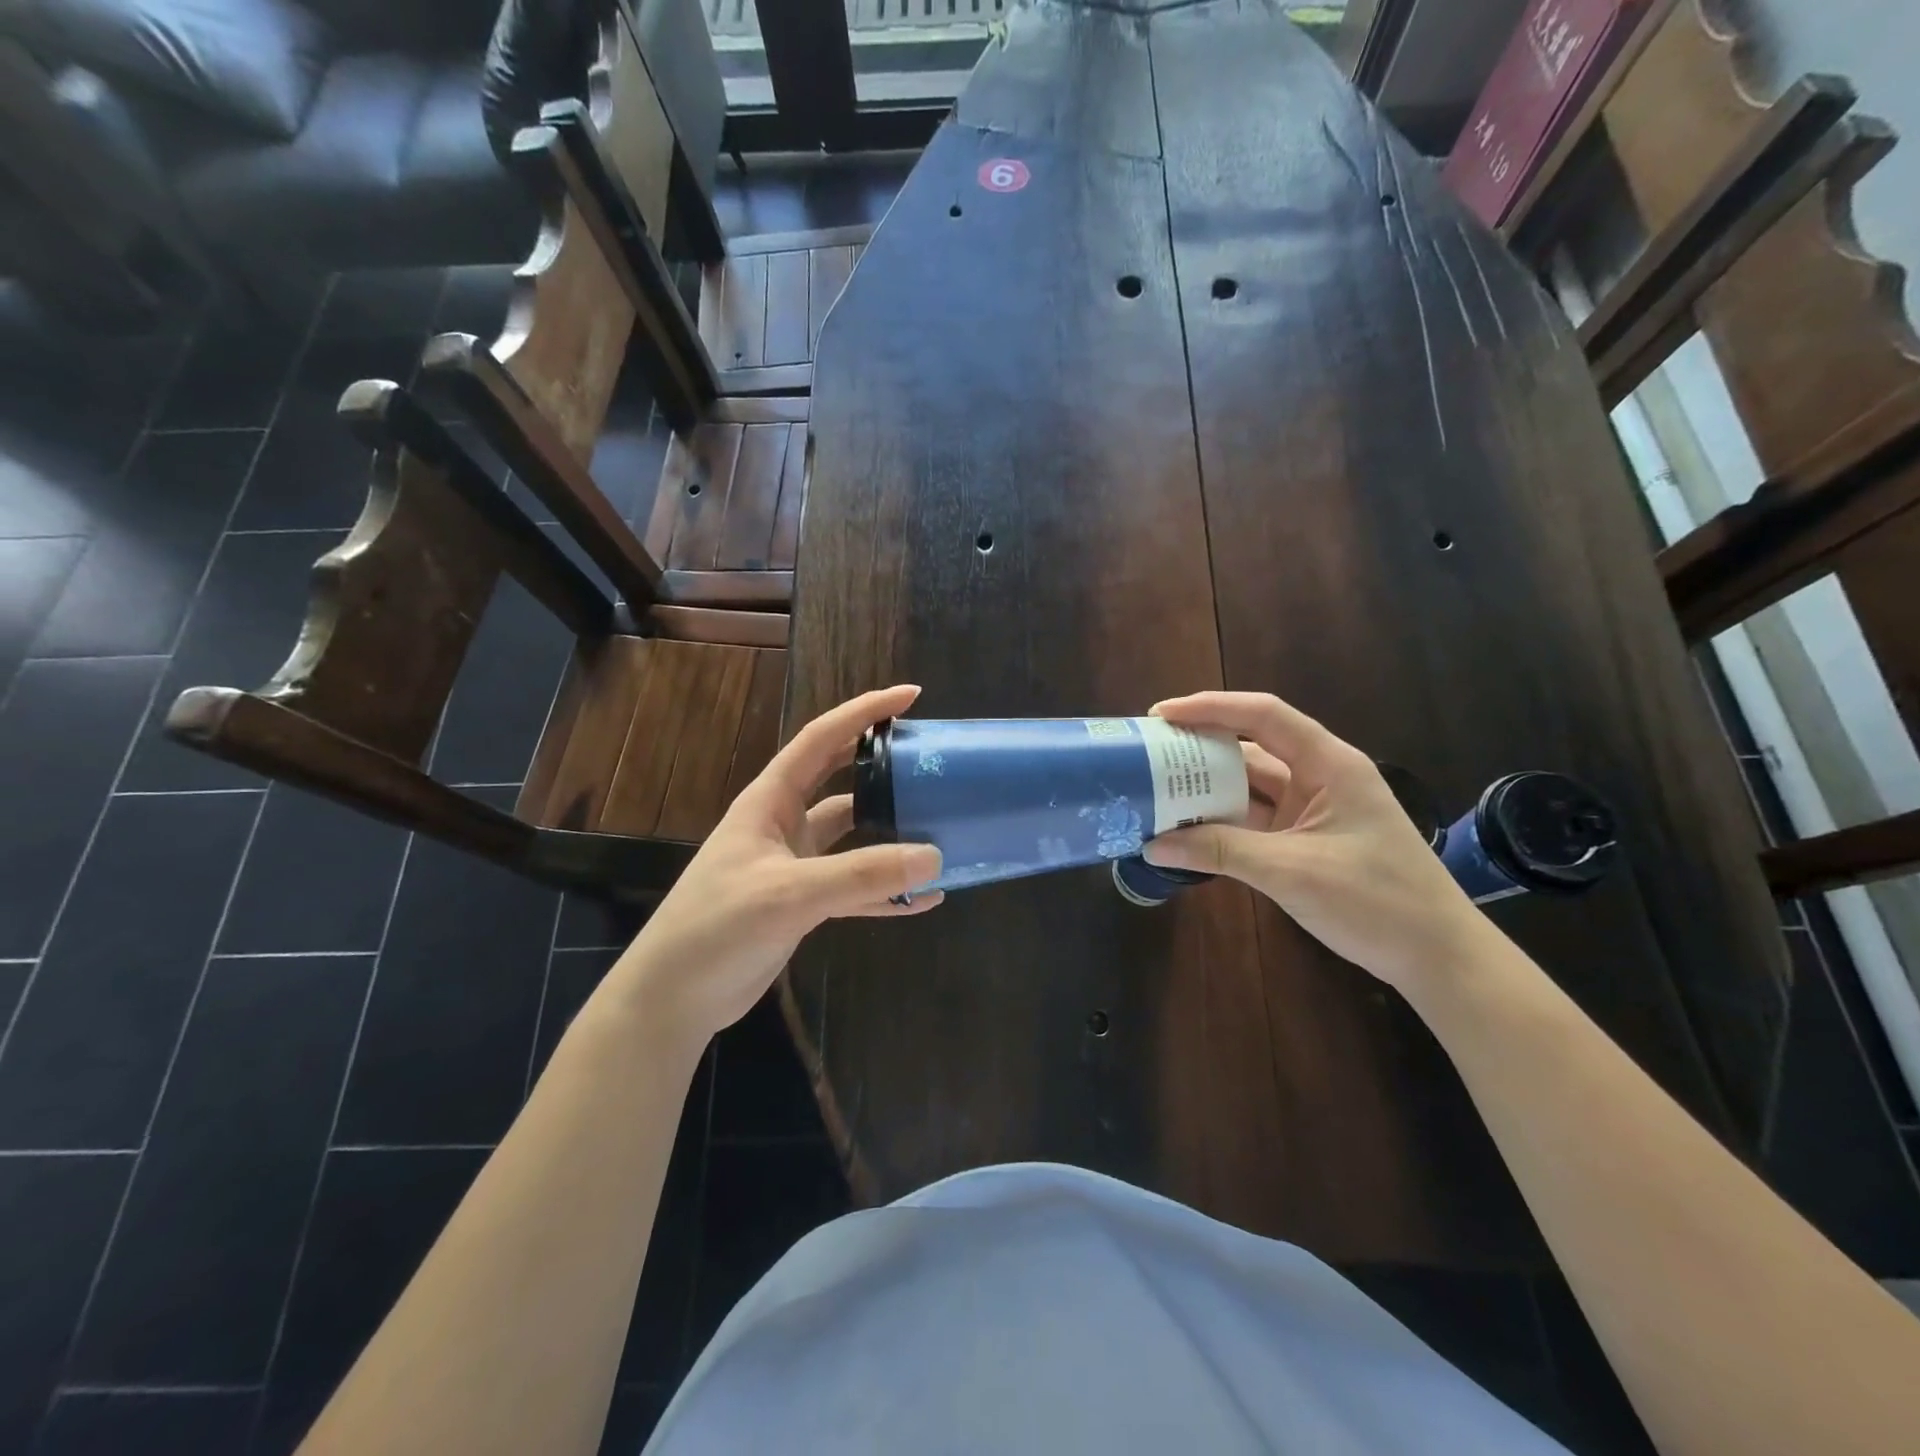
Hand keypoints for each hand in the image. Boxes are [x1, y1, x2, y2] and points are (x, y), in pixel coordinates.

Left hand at [609, 685, 942, 1042]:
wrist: (674, 998)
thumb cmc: (717, 927)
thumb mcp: (789, 893)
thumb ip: (860, 874)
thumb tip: (933, 855)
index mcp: (770, 801)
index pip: (822, 739)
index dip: (864, 712)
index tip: (911, 696)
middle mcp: (785, 824)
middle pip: (843, 782)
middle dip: (884, 767)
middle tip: (933, 761)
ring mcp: (796, 865)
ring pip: (855, 838)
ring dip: (892, 837)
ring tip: (941, 832)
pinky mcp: (804, 904)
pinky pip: (855, 887)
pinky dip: (887, 891)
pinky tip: (924, 899)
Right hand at [1142, 691, 1486, 990]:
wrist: (1437, 957)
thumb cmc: (1377, 901)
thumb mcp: (1293, 872)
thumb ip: (1221, 851)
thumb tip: (1153, 844)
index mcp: (1329, 765)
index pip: (1264, 716)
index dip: (1211, 708)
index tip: (1161, 716)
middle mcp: (1318, 778)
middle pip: (1250, 748)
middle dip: (1198, 748)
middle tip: (1147, 754)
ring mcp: (1310, 811)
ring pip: (1248, 787)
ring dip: (1205, 789)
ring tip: (1155, 790)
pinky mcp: (1302, 841)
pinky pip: (1252, 820)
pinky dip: (1219, 823)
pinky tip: (1184, 828)